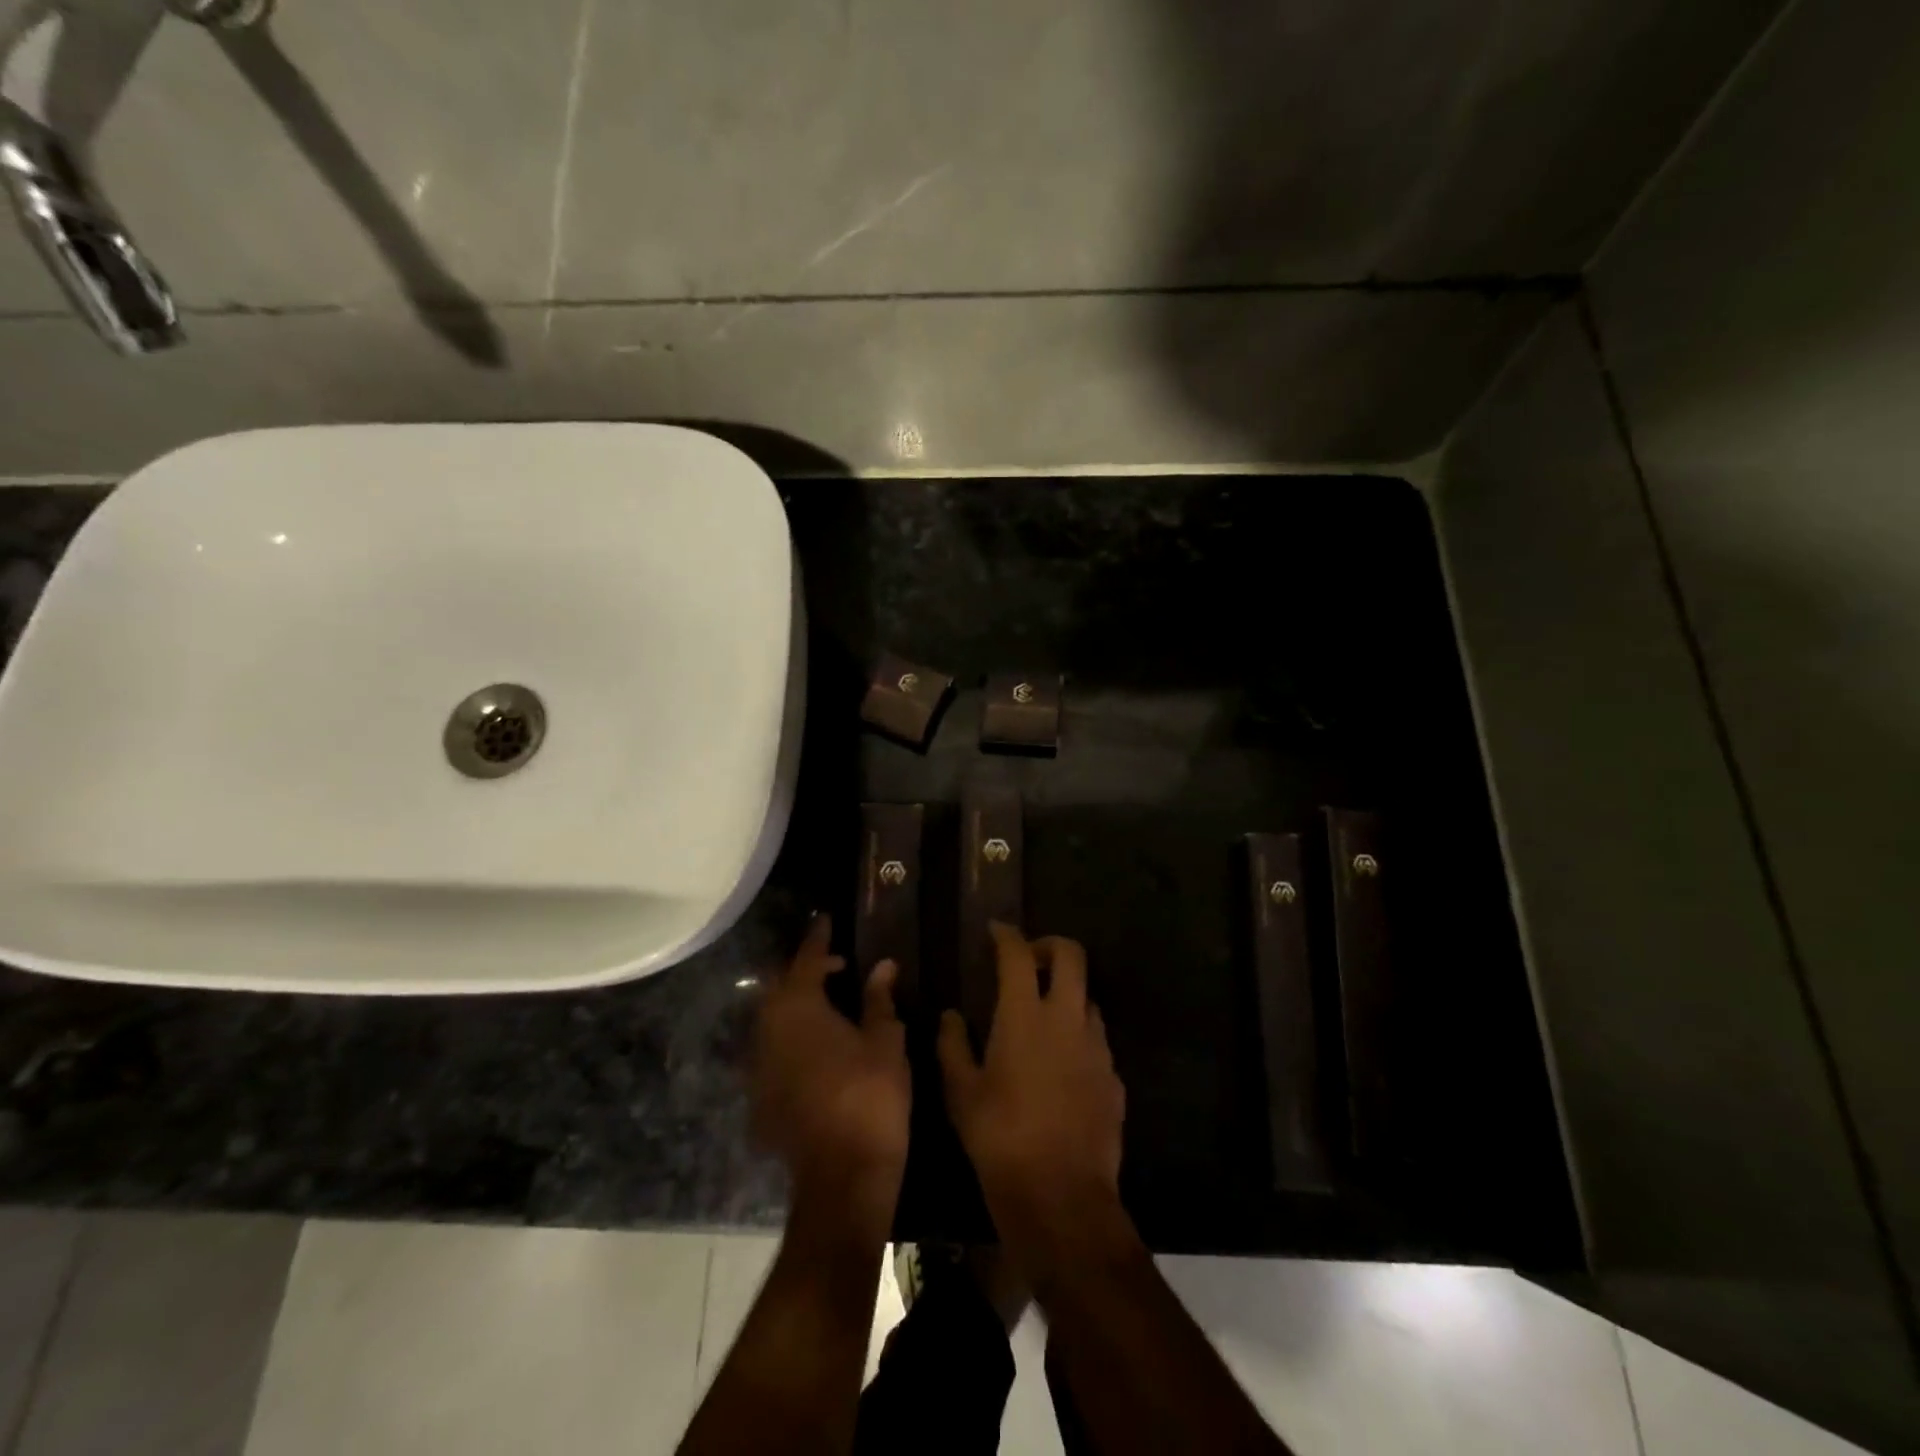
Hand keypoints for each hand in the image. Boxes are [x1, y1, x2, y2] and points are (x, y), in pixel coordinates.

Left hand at [754, 916, 909, 1225]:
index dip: (819, 939)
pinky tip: (819, 1047)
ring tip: (831, 1004)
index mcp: (798, 1007)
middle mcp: (768, 1029)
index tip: (827, 920)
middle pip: (782, 986)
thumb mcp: (885, 1040)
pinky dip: (794, 1037)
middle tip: (838, 967)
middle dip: (807, 971)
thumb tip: (883, 965)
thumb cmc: (870, 1096)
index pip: (806, 959)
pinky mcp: (760, 1096)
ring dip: (799, 1005)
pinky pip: (775, 1050)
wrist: (841, 1177)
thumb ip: (879, 999)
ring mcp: (759, 1066)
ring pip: (775, 1019)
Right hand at [938, 924, 1131, 1279]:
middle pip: (1071, 954)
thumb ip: (953, 1045)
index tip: (996, 930)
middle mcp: (1066, 1018)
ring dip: (1066, 993)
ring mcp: (1096, 1045)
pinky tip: (1062, 1063)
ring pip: (1087, 996)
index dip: (1007, 935)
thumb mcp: (961, 1092)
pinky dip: (1078, 1034)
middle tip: (1029, 959)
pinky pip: (1097, 1038)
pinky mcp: (1113, 1075)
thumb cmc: (1000, 1138)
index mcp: (1024, 1015)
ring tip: (1043, 1015)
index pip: (1018, 954)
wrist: (1061, 1195)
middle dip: (1050, 945)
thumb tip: (951, 1015)